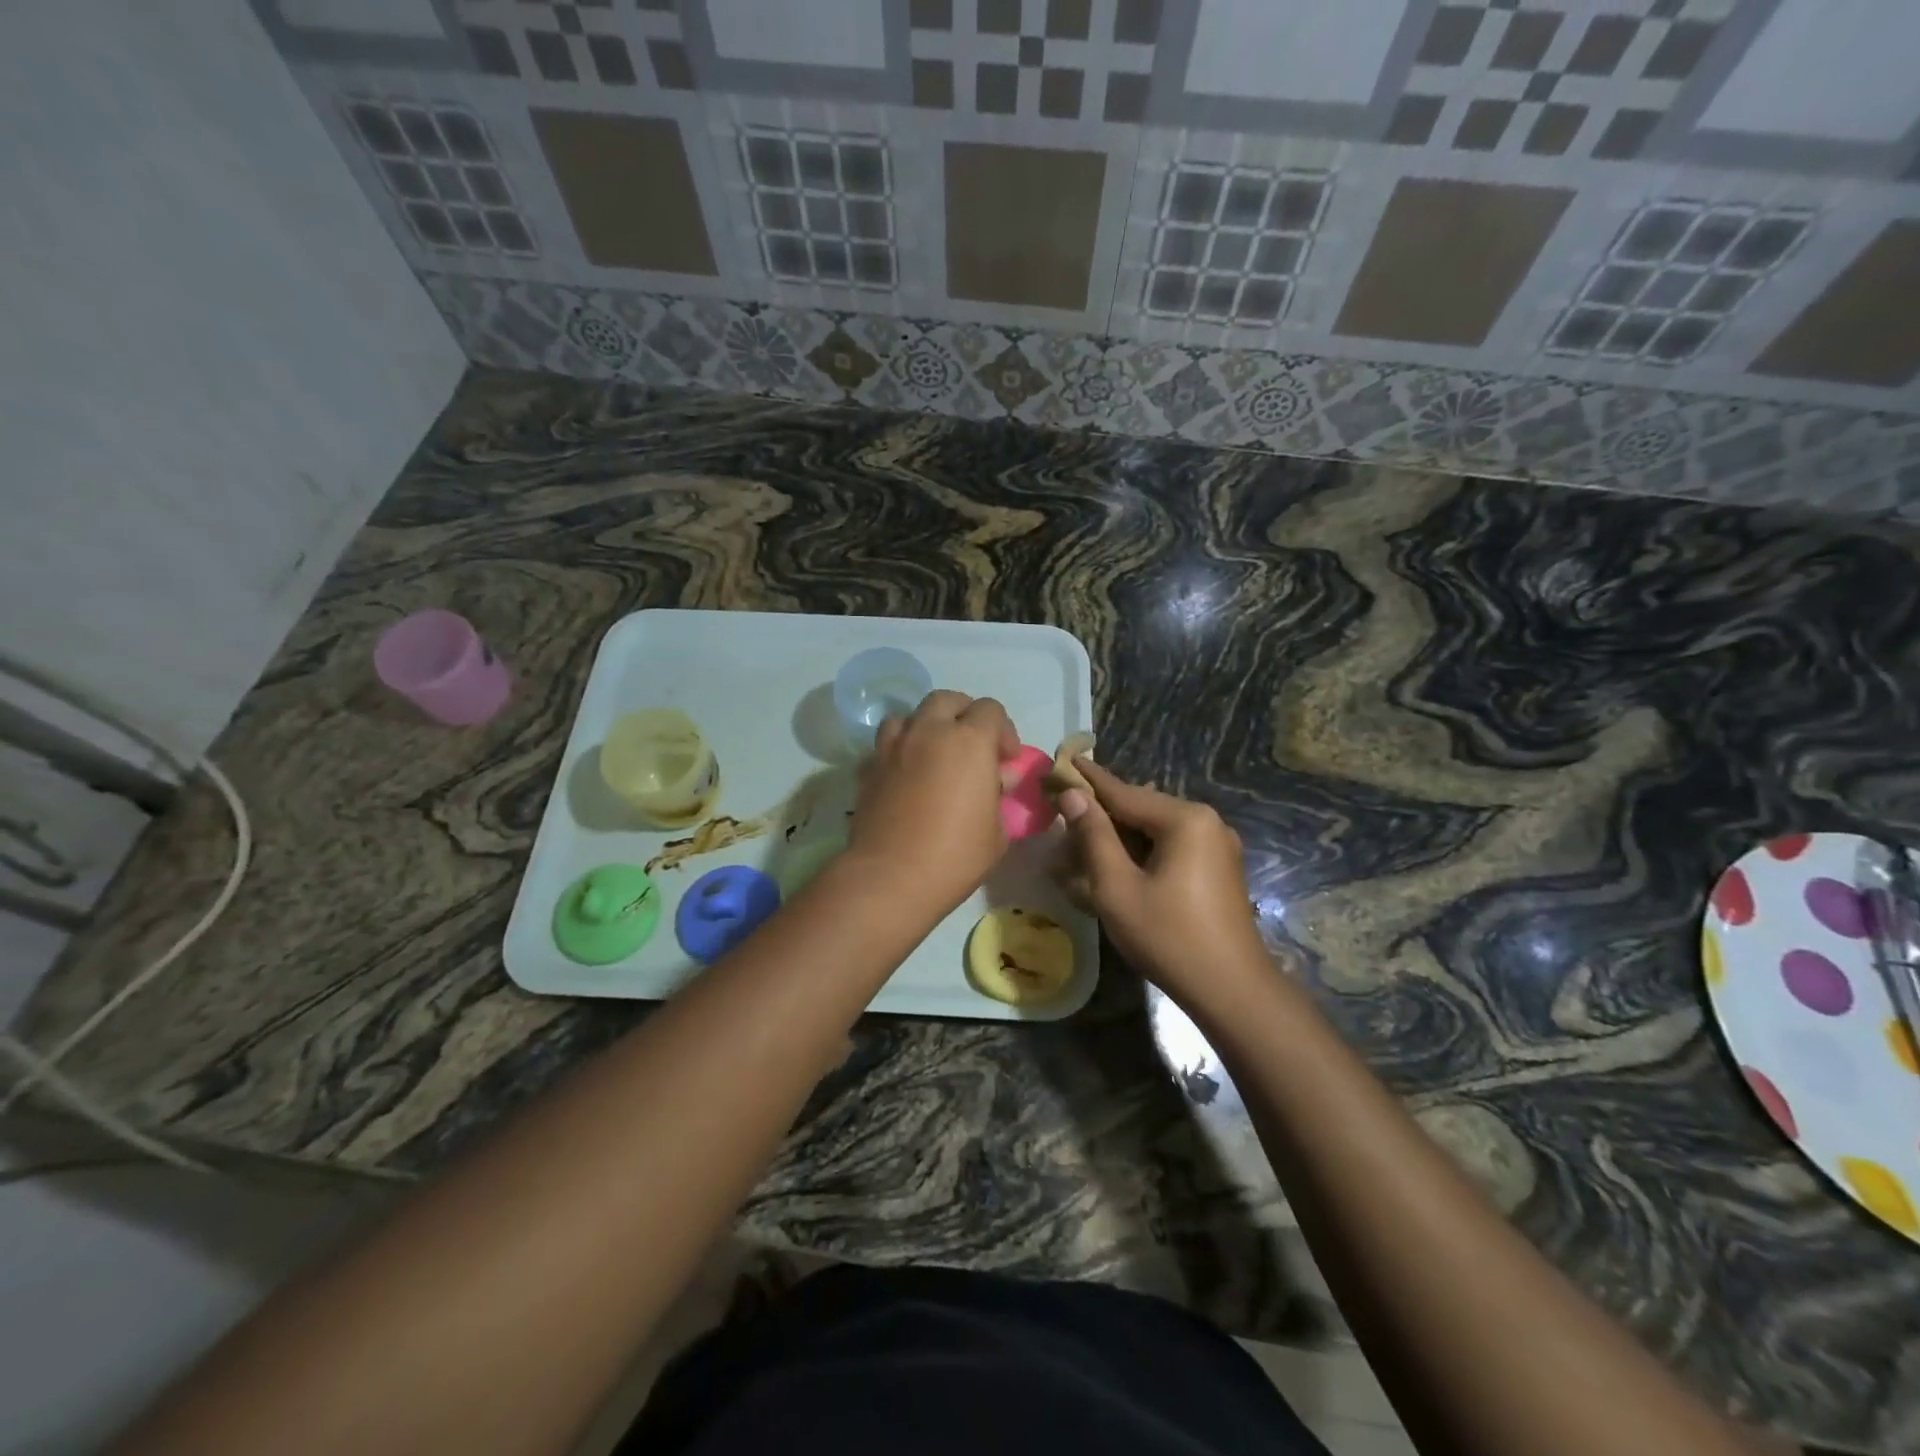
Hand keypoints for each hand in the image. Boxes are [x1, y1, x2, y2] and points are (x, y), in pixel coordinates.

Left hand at [848, 690, 1019, 914]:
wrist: (891, 876)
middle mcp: (929, 732)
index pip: (990, 710)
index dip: (1003, 731)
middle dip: (963, 715)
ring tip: (933, 754)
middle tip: (971, 746)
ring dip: (926, 726)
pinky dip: (899, 752)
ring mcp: (893, 747)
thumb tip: (998, 779)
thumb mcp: (997, 831)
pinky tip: (904, 776)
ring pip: (910, 715)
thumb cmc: (956, 855)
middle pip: (947, 700)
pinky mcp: (868, 768)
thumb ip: (999, 796)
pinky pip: (885, 745)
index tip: (1005, 761)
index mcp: (969, 741)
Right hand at [1057, 760, 1268, 1006]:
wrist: (1233, 991)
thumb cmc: (1168, 937)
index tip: (1065, 759)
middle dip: (1102, 815)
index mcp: (1185, 819)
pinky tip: (1116, 868)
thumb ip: (1094, 836)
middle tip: (1064, 818)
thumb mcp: (1117, 887)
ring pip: (1155, 830)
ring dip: (1119, 837)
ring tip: (1083, 847)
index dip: (1090, 780)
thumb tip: (1074, 796)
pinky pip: (1171, 848)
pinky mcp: (1218, 869)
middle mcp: (1206, 822)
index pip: (1125, 792)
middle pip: (1141, 809)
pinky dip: (1141, 853)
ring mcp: (1217, 846)